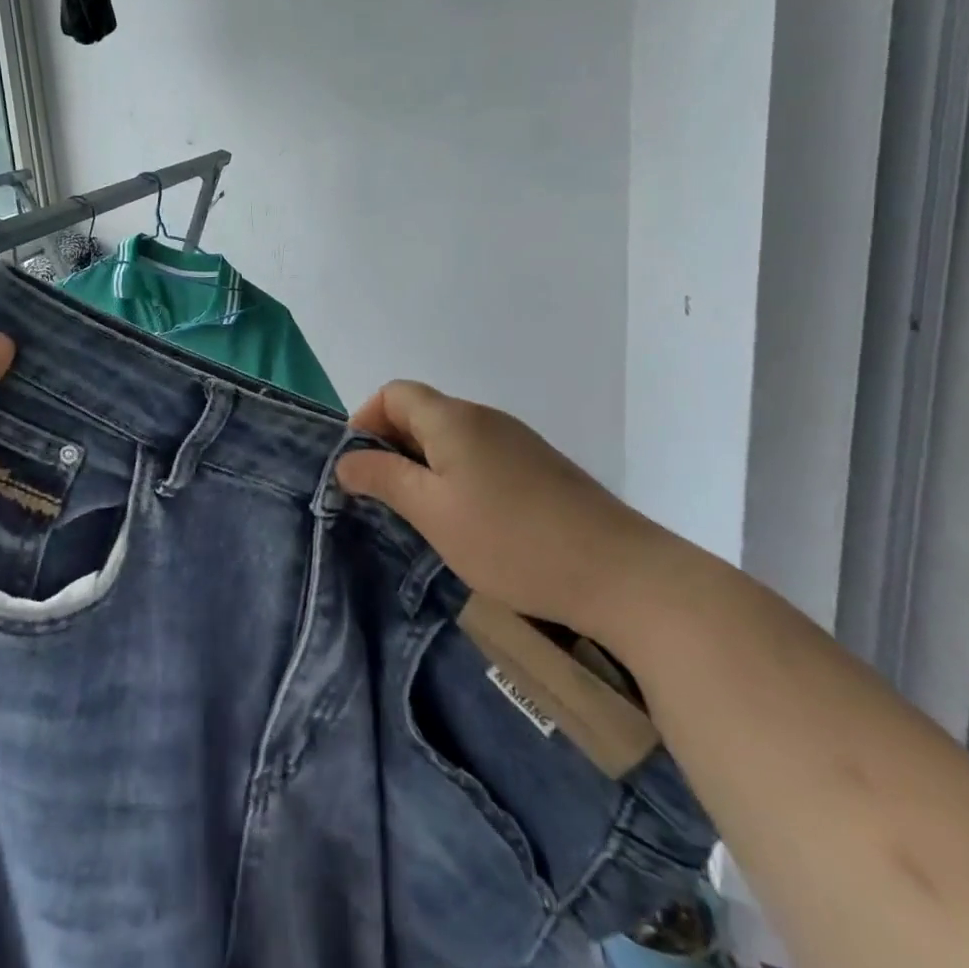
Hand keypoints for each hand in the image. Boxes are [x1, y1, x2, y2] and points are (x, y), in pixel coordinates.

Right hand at [335, 381, 673, 640]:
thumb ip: (383, 479)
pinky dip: (457, 478)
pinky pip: (480, 458)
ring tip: (421, 515)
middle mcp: (484, 418)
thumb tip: (346, 460)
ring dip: (424, 466)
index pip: (394, 393)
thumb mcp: (432, 512)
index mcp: (453, 419)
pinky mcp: (540, 469)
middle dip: (392, 447)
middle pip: (422, 413)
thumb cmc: (511, 540)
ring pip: (451, 439)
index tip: (359, 468)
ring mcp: (517, 442)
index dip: (365, 421)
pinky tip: (468, 522)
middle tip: (384, 498)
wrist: (622, 574)